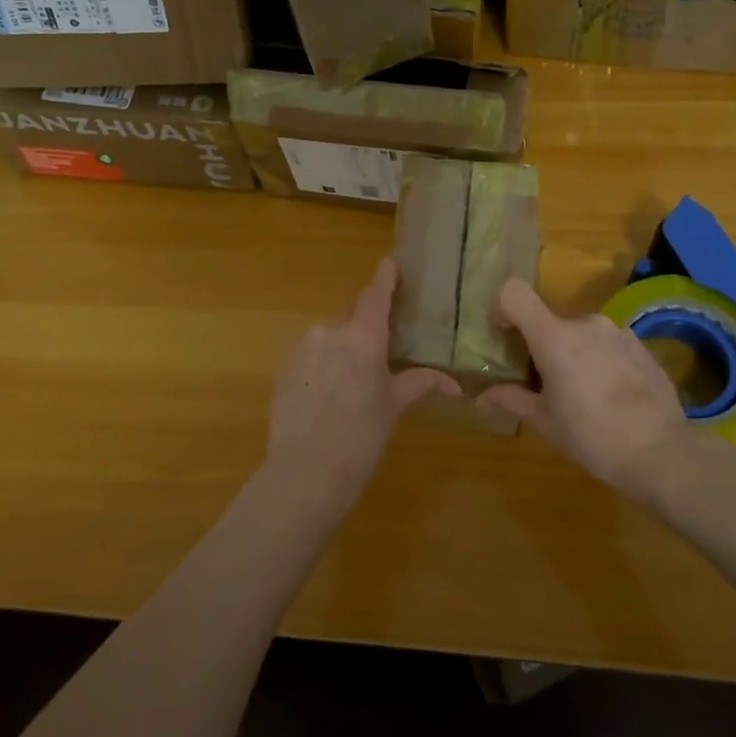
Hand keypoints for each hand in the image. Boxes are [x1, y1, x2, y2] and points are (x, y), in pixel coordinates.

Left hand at [266, 258, 459, 500]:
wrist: (304, 474)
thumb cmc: (360, 439)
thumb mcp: (392, 408)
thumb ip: (419, 384)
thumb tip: (453, 383)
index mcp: (362, 338)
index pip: (375, 297)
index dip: (384, 279)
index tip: (389, 263)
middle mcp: (329, 333)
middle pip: (353, 324)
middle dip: (366, 338)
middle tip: (379, 365)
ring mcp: (301, 349)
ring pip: (330, 342)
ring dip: (342, 356)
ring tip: (350, 392)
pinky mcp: (282, 369)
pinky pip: (310, 359)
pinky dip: (321, 369)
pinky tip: (327, 400)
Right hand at [477, 279, 692, 501]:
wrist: (662, 453)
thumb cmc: (592, 436)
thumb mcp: (545, 422)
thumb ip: (512, 400)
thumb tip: (482, 396)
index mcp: (554, 337)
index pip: (514, 293)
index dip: (500, 307)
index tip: (502, 336)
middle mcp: (586, 323)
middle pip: (549, 321)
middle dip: (541, 346)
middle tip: (544, 384)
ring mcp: (618, 332)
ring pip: (580, 334)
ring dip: (573, 353)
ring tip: (582, 393)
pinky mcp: (641, 346)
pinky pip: (607, 344)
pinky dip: (599, 360)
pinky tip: (610, 396)